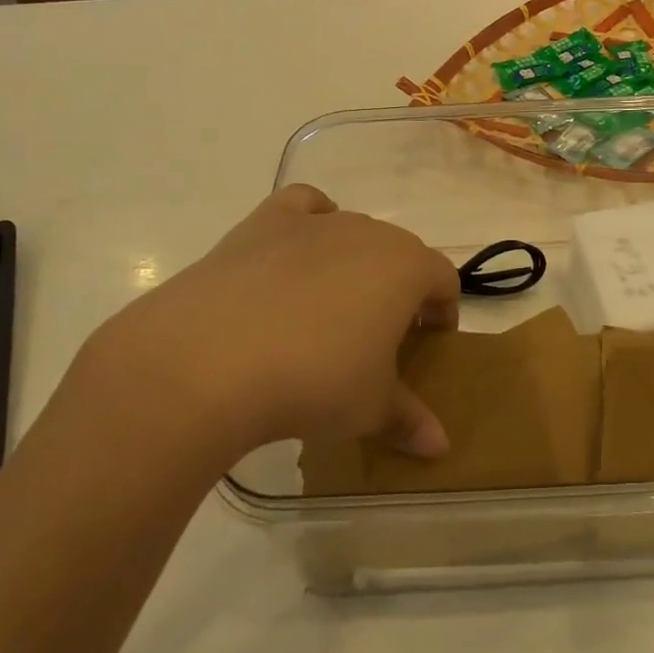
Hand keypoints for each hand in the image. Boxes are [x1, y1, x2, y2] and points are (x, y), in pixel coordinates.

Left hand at [77, 184, 456, 458]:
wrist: (209, 361)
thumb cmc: (313, 382)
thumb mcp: (369, 409)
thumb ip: (409, 420)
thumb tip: (440, 447)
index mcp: (407, 268)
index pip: (444, 280)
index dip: (442, 311)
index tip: (428, 342)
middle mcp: (368, 233)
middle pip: (400, 253)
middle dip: (399, 289)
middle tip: (379, 336)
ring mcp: (315, 223)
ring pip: (354, 232)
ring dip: (356, 263)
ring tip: (330, 308)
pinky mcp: (264, 222)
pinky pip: (303, 205)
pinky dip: (310, 219)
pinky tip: (300, 249)